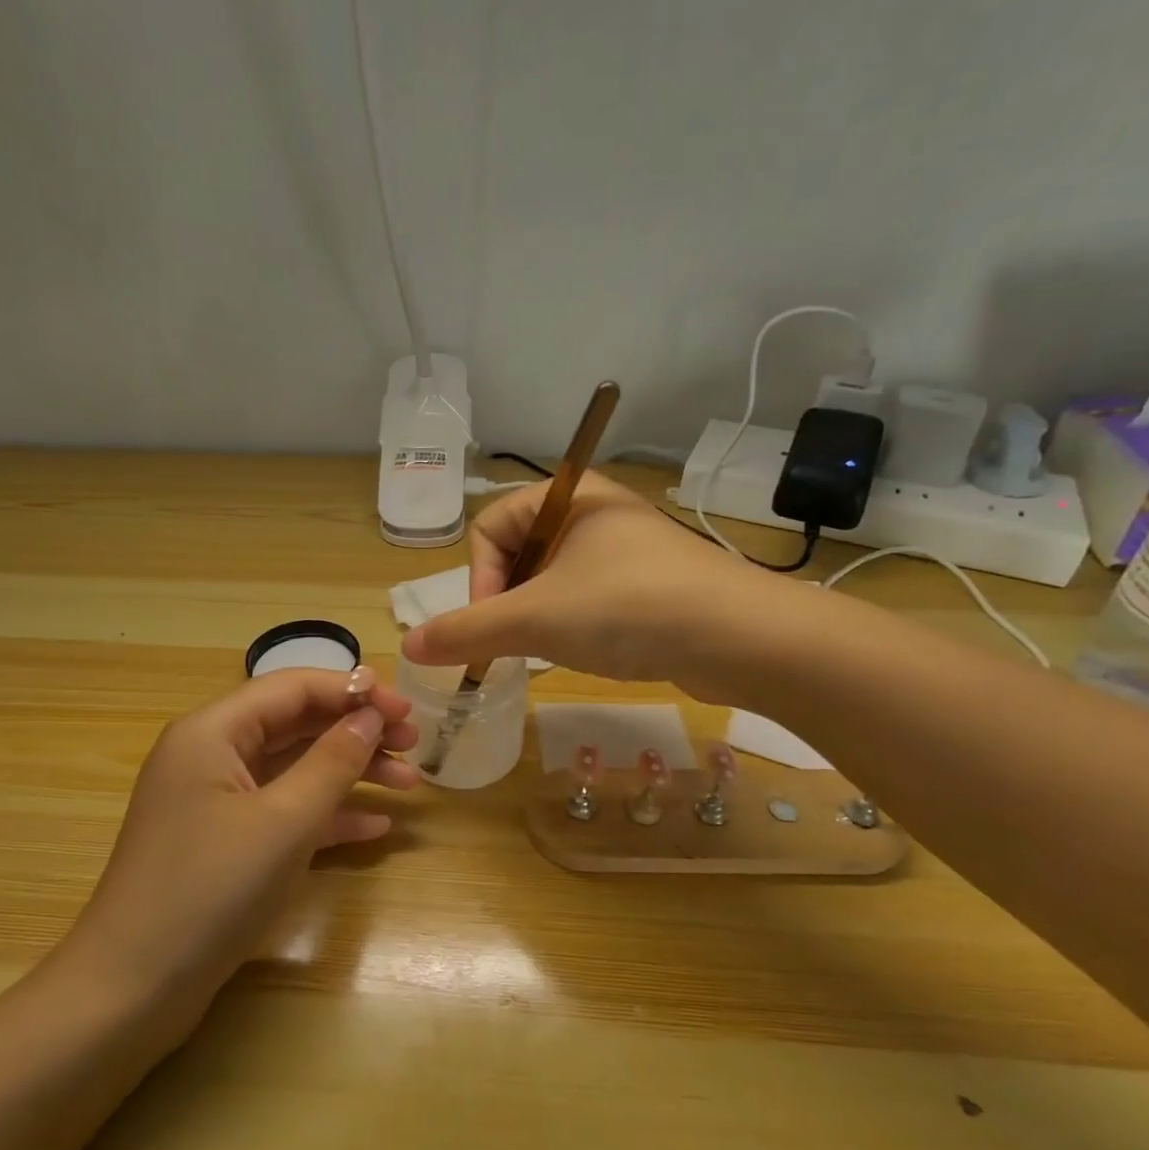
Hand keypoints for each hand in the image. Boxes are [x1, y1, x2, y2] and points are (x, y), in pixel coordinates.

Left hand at [55, 669, 418, 1032]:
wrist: (131, 992)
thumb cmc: (209, 891)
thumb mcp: (283, 822)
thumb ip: (332, 761)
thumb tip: (370, 716)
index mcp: (213, 732)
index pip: (293, 688)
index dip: (354, 691)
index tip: (407, 709)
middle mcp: (212, 755)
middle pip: (297, 725)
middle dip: (357, 731)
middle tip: (414, 744)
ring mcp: (218, 801)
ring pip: (295, 769)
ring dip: (351, 773)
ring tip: (410, 784)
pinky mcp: (226, 842)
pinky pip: (285, 811)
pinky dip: (328, 814)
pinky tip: (375, 827)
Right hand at [401, 473, 802, 703]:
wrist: (742, 639)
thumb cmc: (627, 608)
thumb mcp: (535, 619)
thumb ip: (467, 630)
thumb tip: (407, 645)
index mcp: (571, 497)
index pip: (492, 526)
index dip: (479, 577)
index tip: (491, 623)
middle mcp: (599, 513)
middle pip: (522, 553)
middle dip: (509, 601)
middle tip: (518, 641)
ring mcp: (630, 551)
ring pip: (556, 579)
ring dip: (541, 617)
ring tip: (554, 649)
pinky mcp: (654, 585)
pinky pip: (593, 598)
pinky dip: (577, 625)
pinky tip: (592, 652)